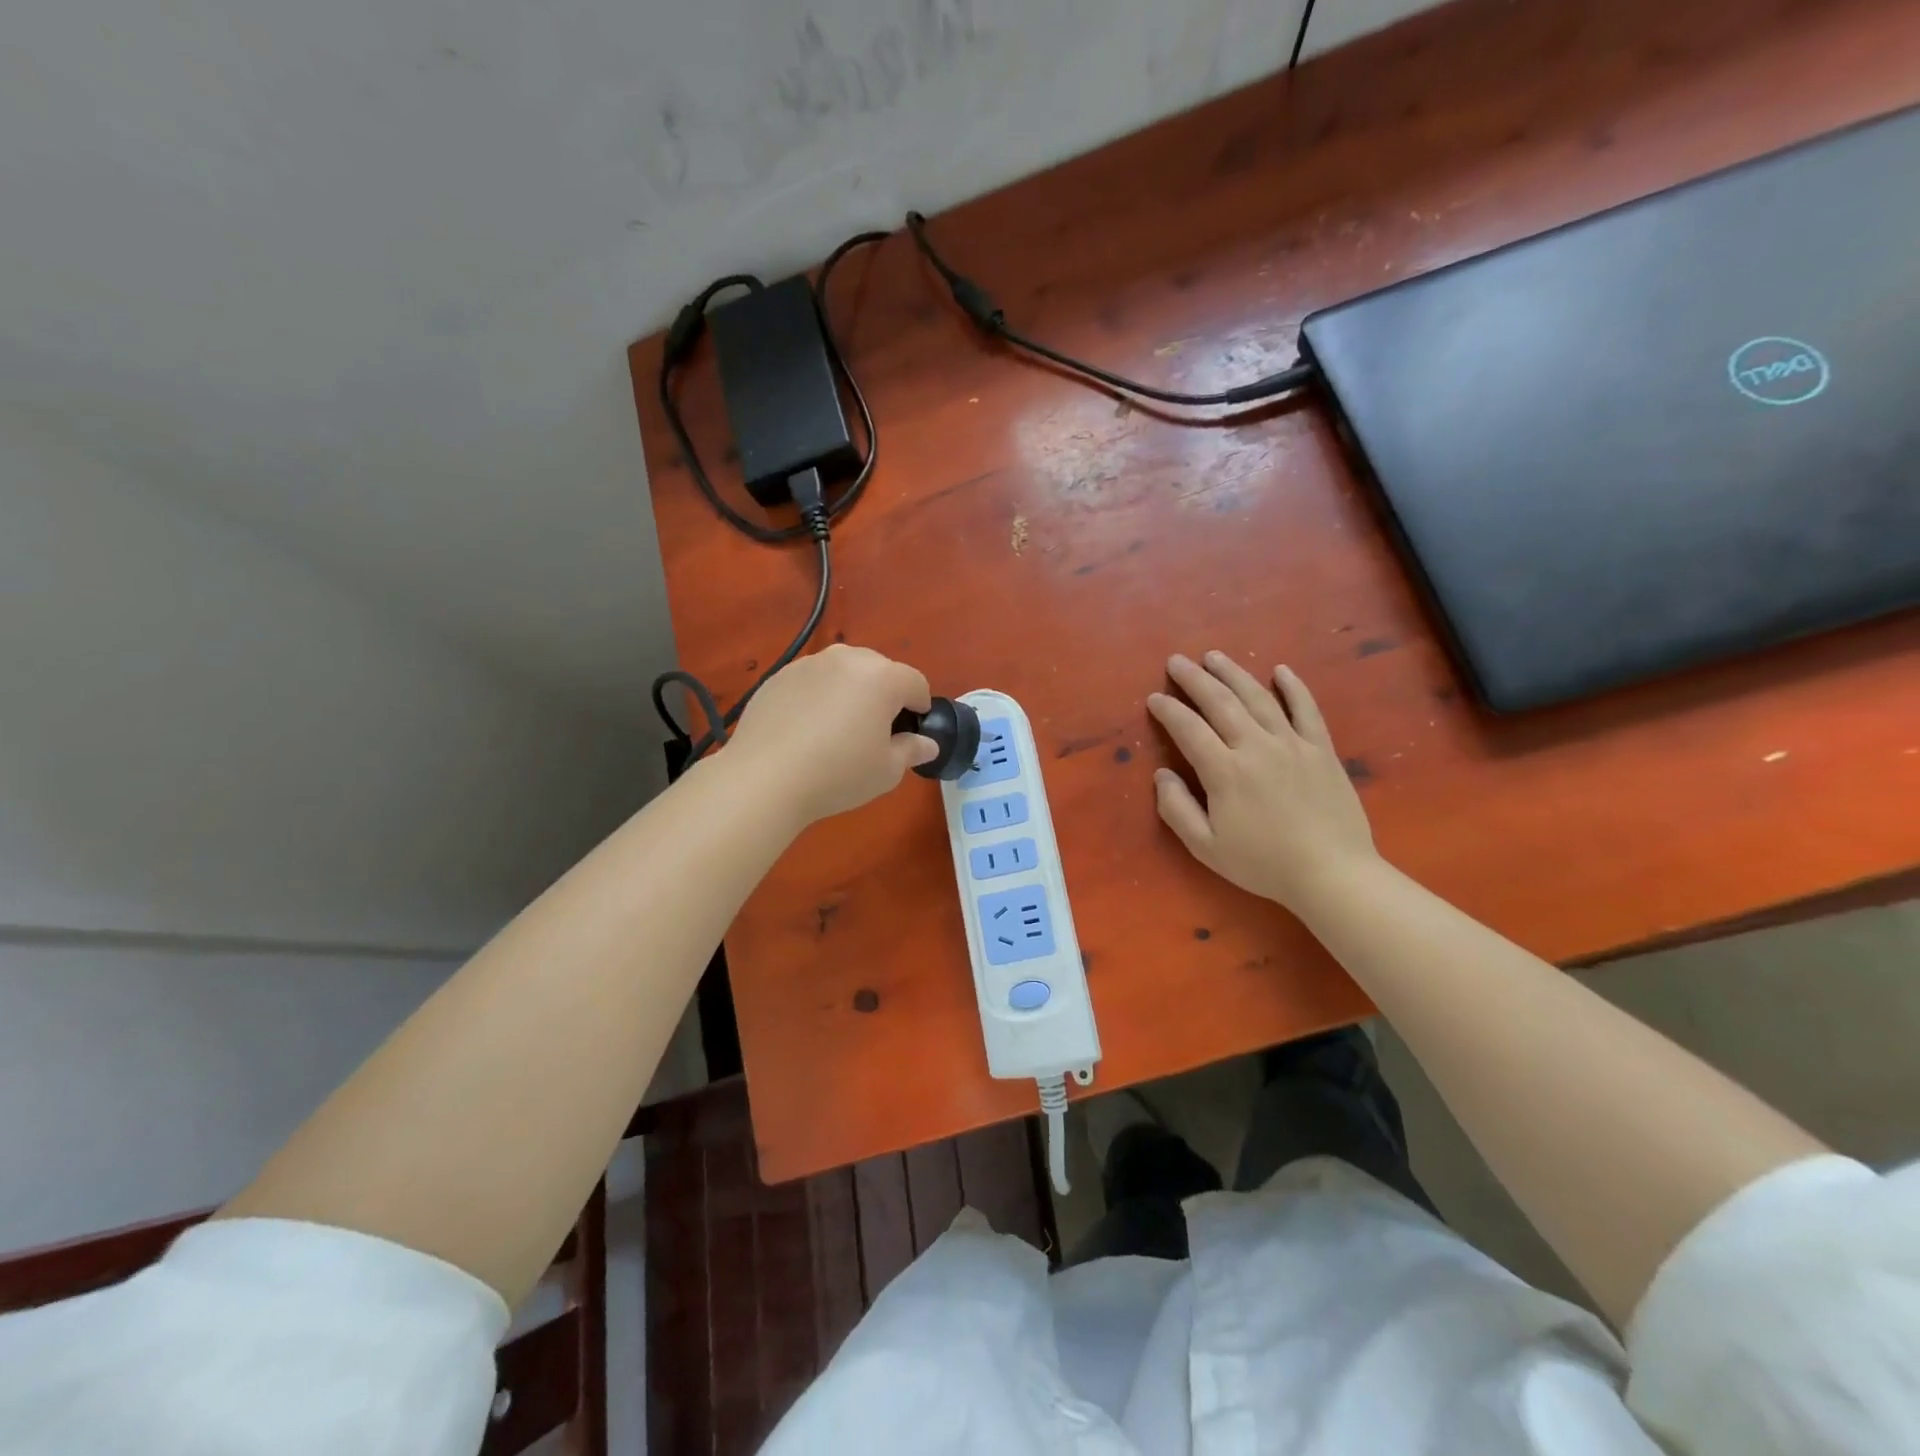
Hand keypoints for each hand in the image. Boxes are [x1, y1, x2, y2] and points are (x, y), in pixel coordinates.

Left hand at [723, 644, 936, 824]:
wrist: (765, 778)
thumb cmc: (838, 774)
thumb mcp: (887, 771)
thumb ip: (912, 750)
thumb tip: (926, 743)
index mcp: (882, 677)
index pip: (915, 683)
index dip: (920, 708)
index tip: (911, 733)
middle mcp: (847, 659)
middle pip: (879, 670)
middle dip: (885, 695)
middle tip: (874, 732)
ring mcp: (809, 664)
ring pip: (843, 672)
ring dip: (850, 692)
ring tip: (837, 729)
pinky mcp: (778, 676)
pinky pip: (811, 681)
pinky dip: (818, 697)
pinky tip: (806, 730)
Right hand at [1147, 652, 1378, 912]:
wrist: (1332, 873)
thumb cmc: (1263, 863)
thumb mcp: (1206, 847)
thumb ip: (1176, 809)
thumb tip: (1162, 774)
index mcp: (1225, 771)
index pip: (1188, 729)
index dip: (1168, 710)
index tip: (1154, 698)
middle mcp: (1256, 746)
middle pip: (1220, 702)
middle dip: (1194, 679)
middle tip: (1177, 661)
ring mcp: (1292, 743)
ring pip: (1258, 697)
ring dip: (1233, 673)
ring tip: (1214, 656)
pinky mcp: (1321, 748)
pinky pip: (1306, 709)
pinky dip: (1293, 687)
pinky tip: (1280, 670)